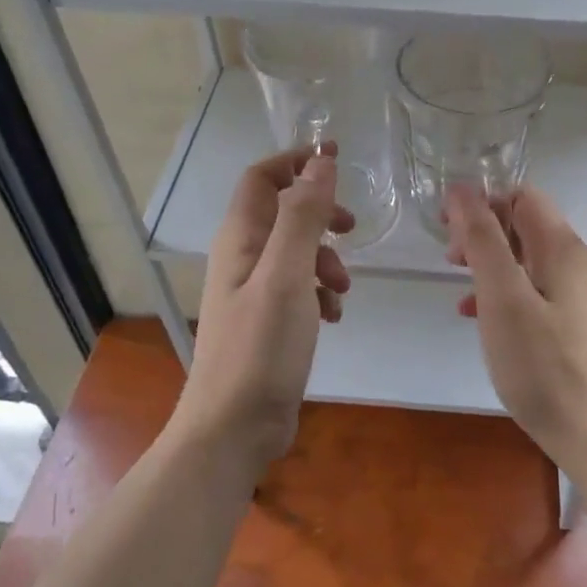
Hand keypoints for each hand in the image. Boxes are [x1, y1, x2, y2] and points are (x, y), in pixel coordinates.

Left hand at [174, 146, 352, 469]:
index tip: (336, 162)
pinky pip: (299, 288)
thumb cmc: (260, 347)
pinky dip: (320, 293)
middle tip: (351, 229)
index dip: (295, 161)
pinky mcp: (268, 321)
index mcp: (240, 239)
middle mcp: (242, 258)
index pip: (261, 177)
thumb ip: (303, 217)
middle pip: (283, 213)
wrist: (235, 425)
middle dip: (321, 215)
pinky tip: (333, 318)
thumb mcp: (287, 275)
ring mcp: (254, 291)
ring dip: (326, 261)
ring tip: (341, 291)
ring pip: (296, 253)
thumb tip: (320, 161)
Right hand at [445, 184, 586, 463]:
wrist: (586, 430)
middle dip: (482, 232)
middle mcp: (574, 262)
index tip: (448, 228)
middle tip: (449, 259)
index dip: (482, 202)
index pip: (521, 196)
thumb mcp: (502, 297)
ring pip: (523, 257)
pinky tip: (476, 315)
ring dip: (487, 262)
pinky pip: (529, 288)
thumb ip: (482, 239)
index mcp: (561, 248)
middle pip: (522, 224)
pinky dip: (500, 291)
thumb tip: (462, 190)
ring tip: (458, 285)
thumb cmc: (539, 363)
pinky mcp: (569, 321)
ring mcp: (574, 293)